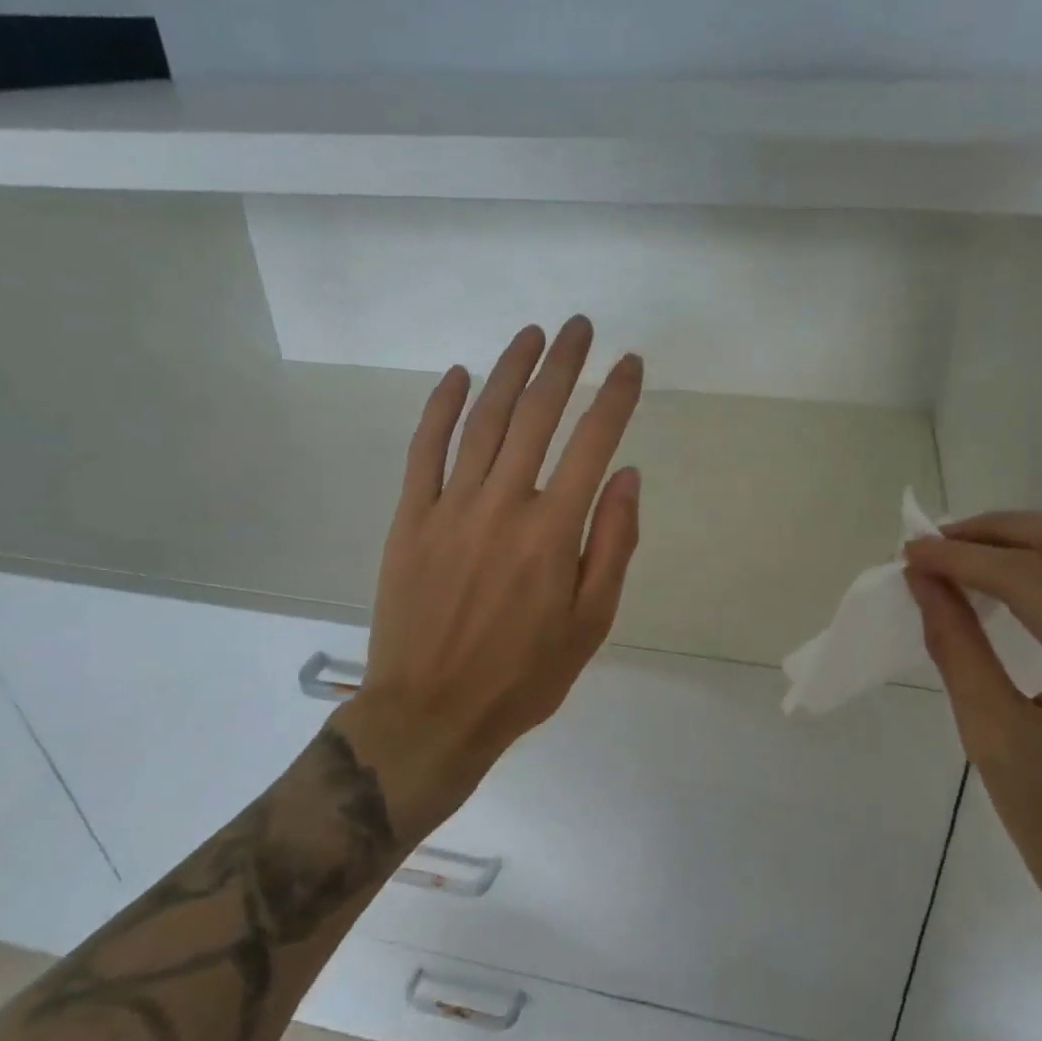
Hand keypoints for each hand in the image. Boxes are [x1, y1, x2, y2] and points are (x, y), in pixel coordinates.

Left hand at [350, 316, 642, 819]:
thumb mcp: (590, 623)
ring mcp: (450, 507)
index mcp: (553, 531)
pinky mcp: (411, 519)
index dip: (616, 397)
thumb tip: (626, 476)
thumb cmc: (523, 675)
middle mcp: (503, 504)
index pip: (593, 443)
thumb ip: (612, 544)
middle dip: (563, 365)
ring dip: (509, 372)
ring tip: (531, 335)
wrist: (432, 713)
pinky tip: (459, 377)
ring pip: (483, 422)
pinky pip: (424, 451)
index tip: (631, 363)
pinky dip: (440, 409)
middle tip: (580, 327)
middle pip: (537, 416)